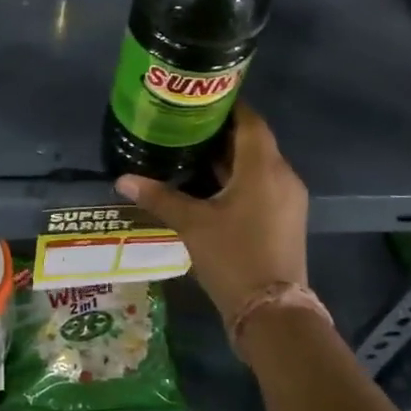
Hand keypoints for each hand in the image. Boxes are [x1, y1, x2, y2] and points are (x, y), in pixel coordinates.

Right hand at [116, 103, 308, 321]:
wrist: (273, 312)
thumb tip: (123, 179)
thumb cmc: (233, 256)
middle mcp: (282, 175)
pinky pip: (262, 184)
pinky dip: (239, 177)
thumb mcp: (192, 224)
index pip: (249, 120)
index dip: (227, 105)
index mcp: (263, 167)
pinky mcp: (285, 218)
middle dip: (220, 132)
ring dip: (229, 157)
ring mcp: (288, 199)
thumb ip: (160, 197)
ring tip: (190, 152)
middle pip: (253, 141)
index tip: (199, 98)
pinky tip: (210, 186)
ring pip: (257, 164)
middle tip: (184, 125)